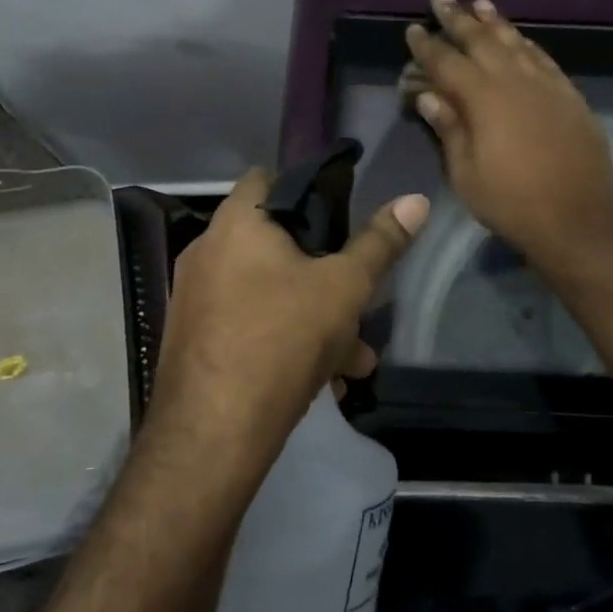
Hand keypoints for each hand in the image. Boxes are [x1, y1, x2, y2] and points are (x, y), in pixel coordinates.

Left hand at [149, 168, 428, 458]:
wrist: (212, 434)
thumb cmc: (282, 339)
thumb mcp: (344, 288)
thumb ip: (380, 243)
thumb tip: (416, 199)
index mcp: (236, 224)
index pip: (268, 177)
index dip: (309, 188)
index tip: (344, 216)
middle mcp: (208, 252)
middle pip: (277, 243)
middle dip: (326, 273)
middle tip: (358, 298)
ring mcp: (197, 299)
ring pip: (270, 292)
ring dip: (315, 316)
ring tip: (354, 357)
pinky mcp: (197, 339)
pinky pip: (251, 324)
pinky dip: (286, 340)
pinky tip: (325, 380)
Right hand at [404, 0, 612, 263]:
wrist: (577, 218)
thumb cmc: (511, 202)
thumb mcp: (466, 174)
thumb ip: (449, 129)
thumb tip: (428, 95)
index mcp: (483, 100)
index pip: (447, 63)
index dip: (428, 45)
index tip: (413, 29)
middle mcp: (515, 81)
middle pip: (482, 41)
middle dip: (458, 18)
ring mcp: (547, 85)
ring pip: (516, 42)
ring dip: (495, 22)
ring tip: (479, 3)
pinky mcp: (570, 96)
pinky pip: (543, 58)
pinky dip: (527, 43)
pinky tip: (520, 37)